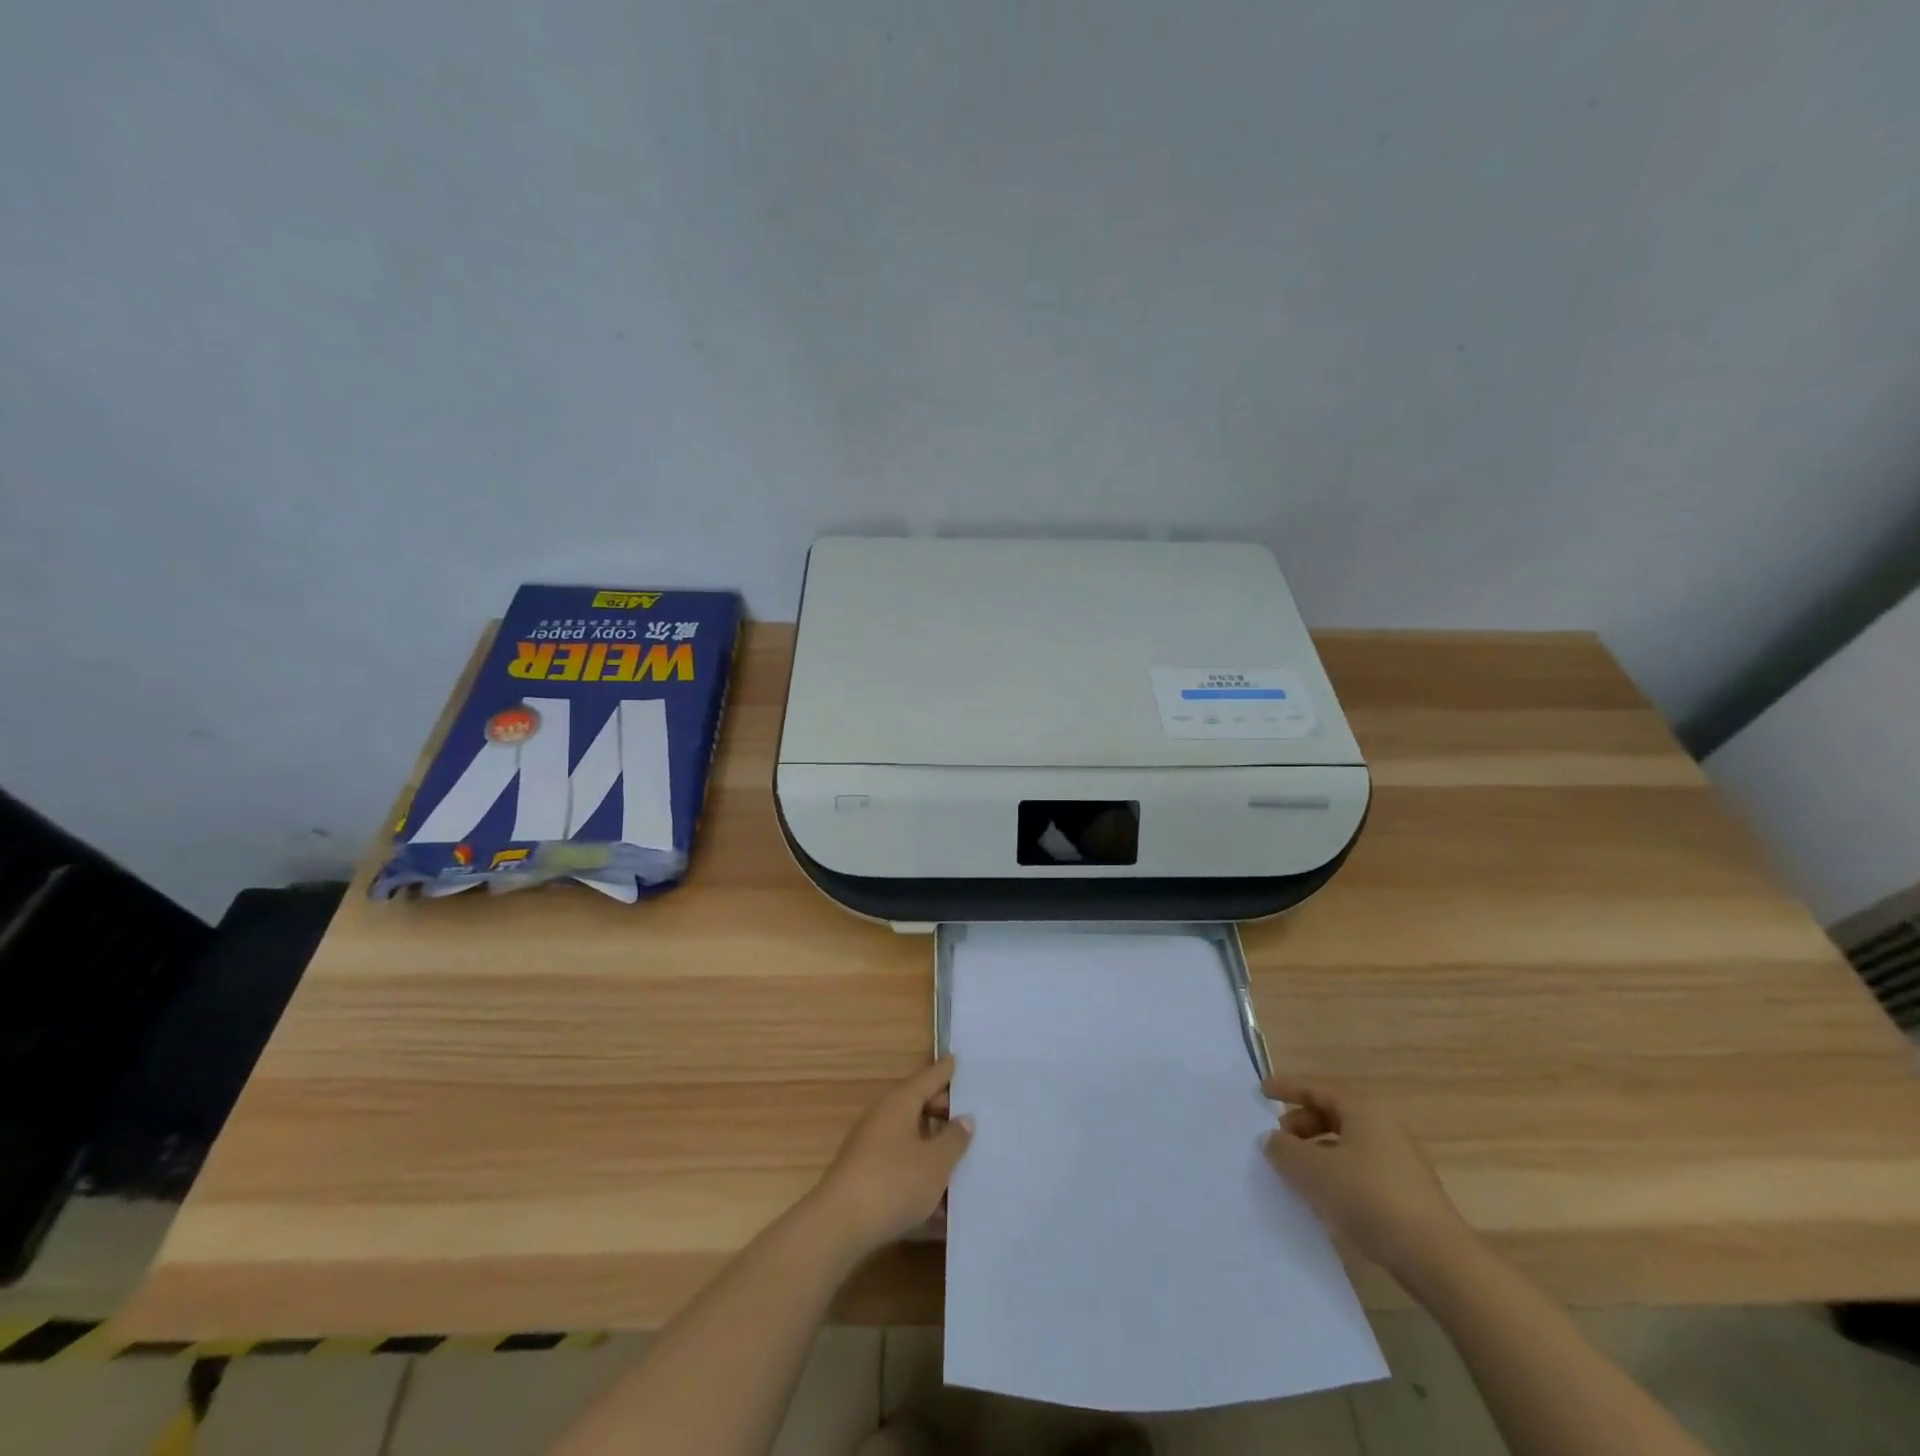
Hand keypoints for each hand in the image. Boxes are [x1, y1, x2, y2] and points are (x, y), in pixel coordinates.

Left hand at [809, 1056, 973, 1256]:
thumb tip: (965, 1118)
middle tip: (976, 1121)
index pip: (930, 1077)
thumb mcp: (935, 1163)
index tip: (963, 1061)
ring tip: (966, 1163)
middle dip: (946, 1113)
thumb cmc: (893, 1183)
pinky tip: (943, 1206)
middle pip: (920, 1106)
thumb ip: (954, 1139)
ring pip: (912, 1139)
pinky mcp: (867, 1175)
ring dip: (936, 1149)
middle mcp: (884, 1116)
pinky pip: (902, 1165)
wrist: (838, 1227)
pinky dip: (921, 1174)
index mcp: (900, 1102)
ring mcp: (872, 1146)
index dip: (948, 1070)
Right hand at [1261, 1075, 1469, 1278]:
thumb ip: (1283, 1150)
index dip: (1286, 1088)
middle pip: (1331, 1114)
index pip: (1316, 1088)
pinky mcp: (1406, 1192)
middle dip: (1300, 1124)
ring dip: (1316, 1152)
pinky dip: (1336, 1173)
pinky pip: (1360, 1168)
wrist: (1437, 1259)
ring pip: (1346, 1144)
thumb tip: (1272, 1140)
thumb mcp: (1312, 1171)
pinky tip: (1325, 1199)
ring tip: (1296, 1174)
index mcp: (1363, 1109)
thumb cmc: (1369, 1198)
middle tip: (1278, 1142)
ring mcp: (1399, 1160)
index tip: (1261, 1091)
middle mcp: (1383, 1126)